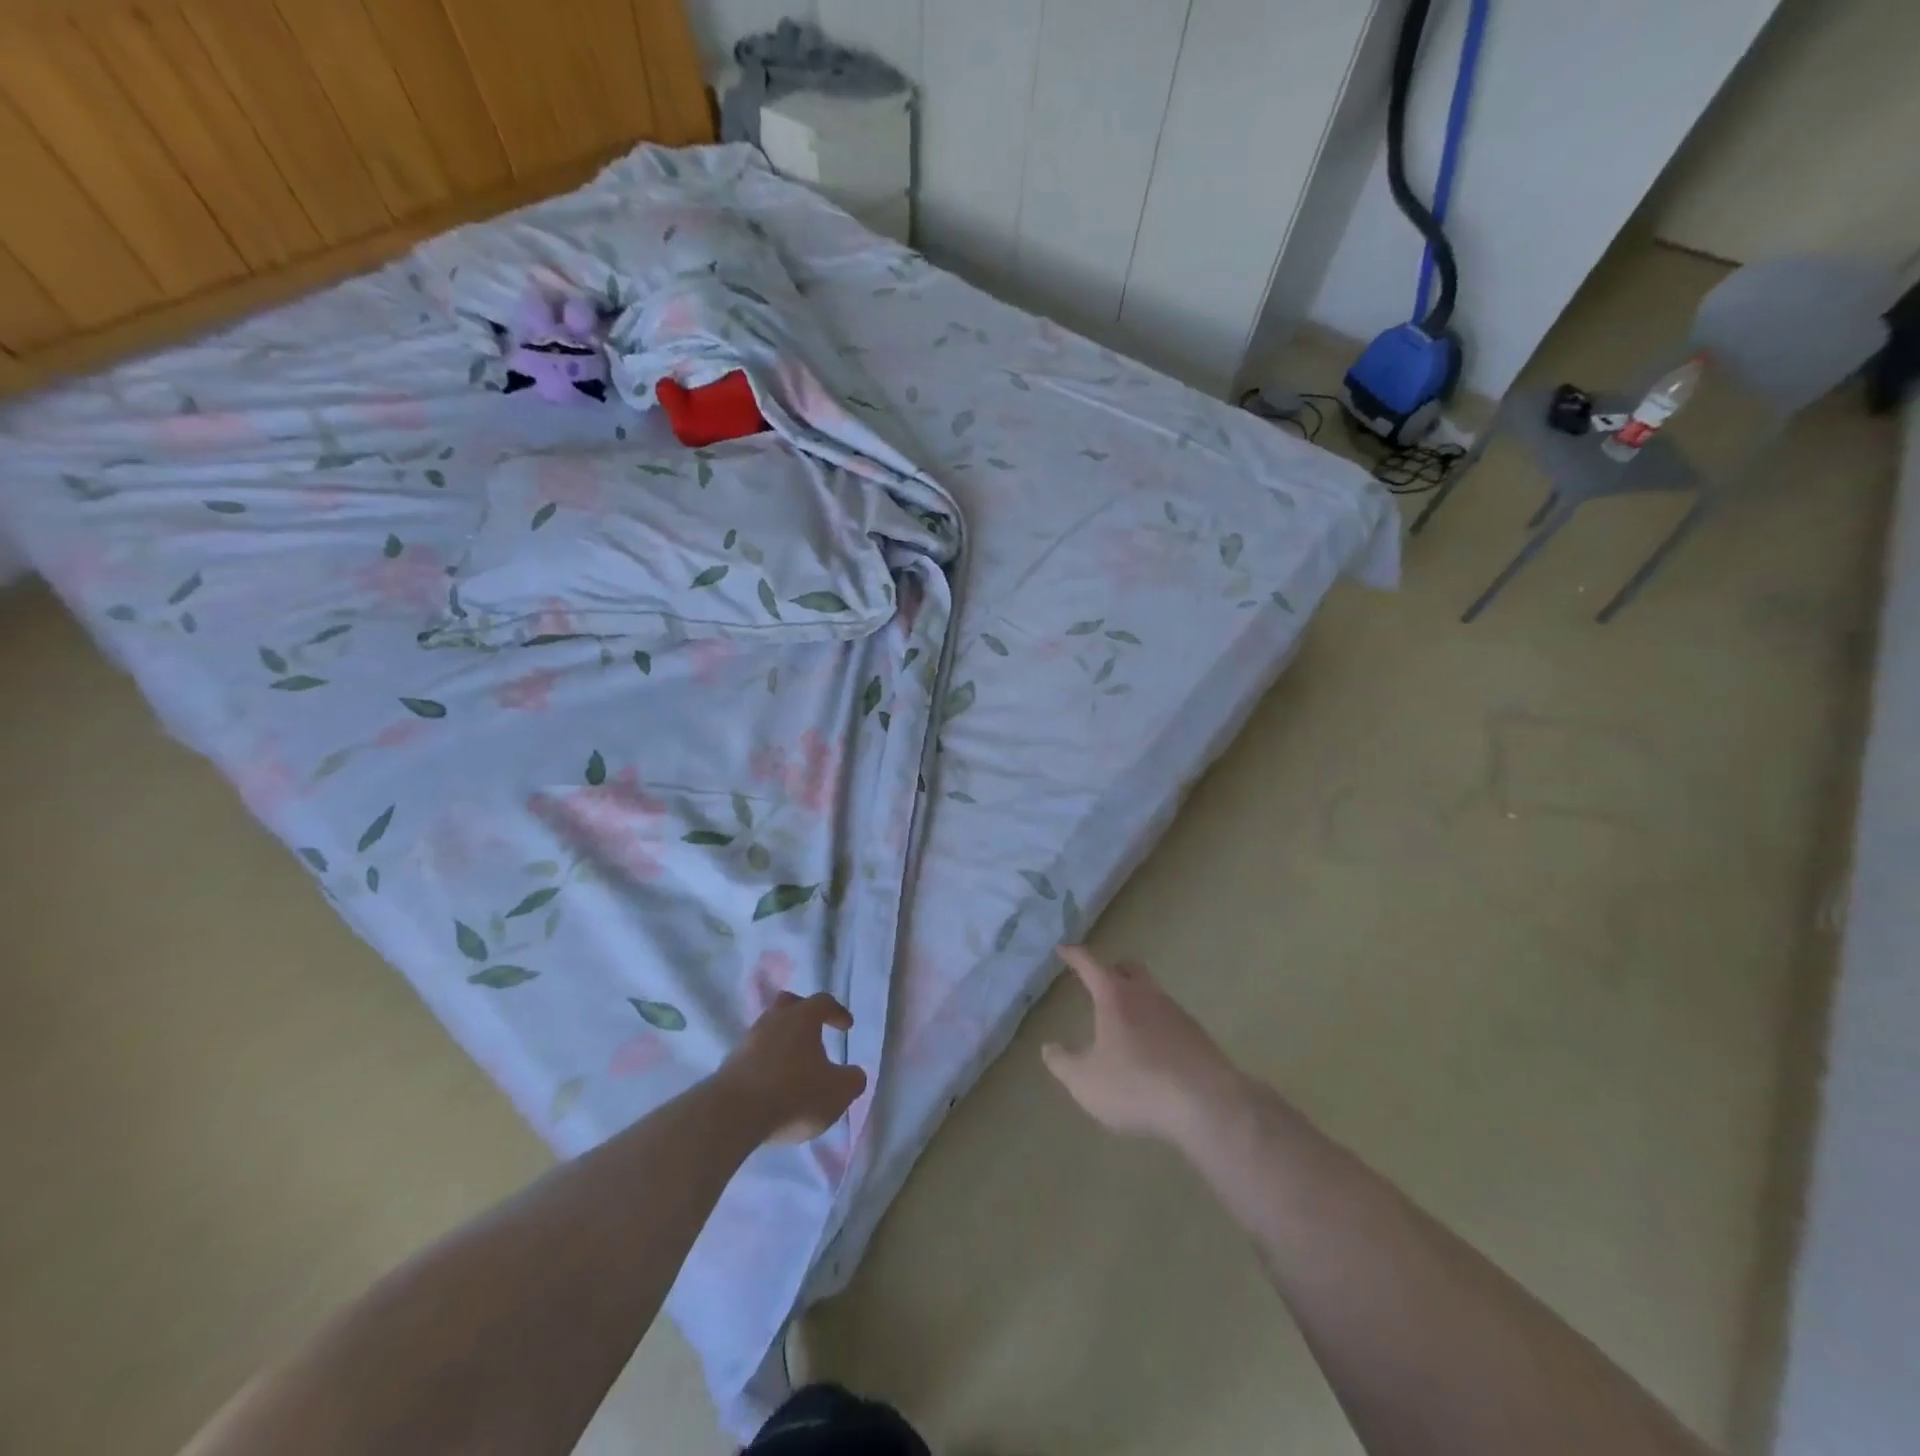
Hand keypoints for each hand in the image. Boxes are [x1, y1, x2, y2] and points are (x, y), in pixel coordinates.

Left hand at [720, 992, 868, 1143]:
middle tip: (814, 1031)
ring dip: (782, 1042)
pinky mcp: (729, 1064)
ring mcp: (748, 1040)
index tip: (847, 1026)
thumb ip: (852, 1080)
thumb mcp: (837, 1092)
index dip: (837, 1012)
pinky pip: (754, 1054)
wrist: (734, 1114)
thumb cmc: (794, 1094)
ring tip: (793, 1064)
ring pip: (768, 1030)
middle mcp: (773, 1020)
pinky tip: (772, 1083)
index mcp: (802, 1017)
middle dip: (803, 1014)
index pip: (823, 1002)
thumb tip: (855, 1074)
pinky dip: (766, 1063)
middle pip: (788, 1005)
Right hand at [1042, 946, 1244, 1145]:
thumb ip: (1062, 1063)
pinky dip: (1155, 1026)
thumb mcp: (1084, 1081)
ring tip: (1124, 1025)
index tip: (1063, 948)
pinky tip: (1151, 1053)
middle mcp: (1146, 995)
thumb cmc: (1136, 1085)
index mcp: (1114, 996)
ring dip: (1136, 1000)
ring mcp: (1176, 1013)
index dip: (1074, 955)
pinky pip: (1169, 1019)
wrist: (1206, 1105)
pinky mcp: (1197, 1036)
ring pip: (1151, 993)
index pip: (1090, 964)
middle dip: (1112, 969)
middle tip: (1099, 981)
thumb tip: (1049, 1048)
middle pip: (1129, 968)